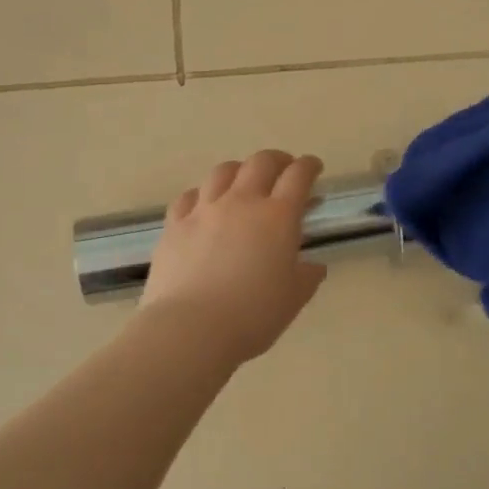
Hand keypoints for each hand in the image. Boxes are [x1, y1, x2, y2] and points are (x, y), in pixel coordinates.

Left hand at [140, 150, 328, 364]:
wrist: (191, 328)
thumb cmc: (253, 316)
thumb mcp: (293, 299)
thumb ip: (307, 276)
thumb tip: (313, 266)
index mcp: (277, 217)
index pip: (298, 177)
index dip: (309, 167)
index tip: (314, 167)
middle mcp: (241, 202)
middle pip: (260, 163)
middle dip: (277, 160)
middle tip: (284, 169)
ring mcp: (204, 210)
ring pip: (223, 172)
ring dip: (239, 170)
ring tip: (244, 180)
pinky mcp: (174, 225)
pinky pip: (189, 196)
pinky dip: (203, 193)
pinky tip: (204, 203)